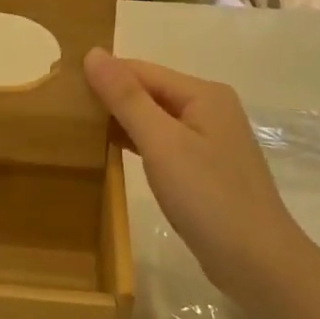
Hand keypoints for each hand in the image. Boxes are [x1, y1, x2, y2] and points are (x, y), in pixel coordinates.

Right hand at [83, 49, 299, 304]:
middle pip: (149, 91)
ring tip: (78, 127)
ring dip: (120, 121)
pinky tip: (110, 152)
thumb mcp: (162, 143)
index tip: (60, 85)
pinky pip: (163, 143)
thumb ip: (127, 98)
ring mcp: (210, 141)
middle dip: (110, 97)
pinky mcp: (205, 169)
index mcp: (204, 94)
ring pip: (155, 119)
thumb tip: (93, 53)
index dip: (103, 75)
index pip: (141, 70)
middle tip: (63, 108)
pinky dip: (136, 144)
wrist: (259, 265)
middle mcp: (210, 109)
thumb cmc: (209, 198)